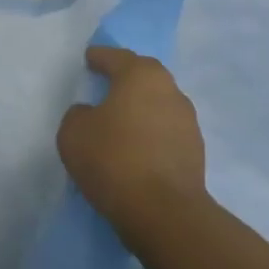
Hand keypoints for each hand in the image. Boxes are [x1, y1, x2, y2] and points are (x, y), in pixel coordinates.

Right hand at [57, 46, 208, 243]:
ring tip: (120, 119)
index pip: (117, 58)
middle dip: (126, 77)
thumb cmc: (113, 159)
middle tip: (106, 82)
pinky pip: (165, 131)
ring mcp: (188, 121)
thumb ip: (78, 115)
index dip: (100, 57)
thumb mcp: (73, 133)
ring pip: (158, 104)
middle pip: (144, 76)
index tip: (89, 58)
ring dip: (140, 107)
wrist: (162, 211)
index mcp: (141, 76)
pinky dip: (150, 133)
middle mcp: (170, 91)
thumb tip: (91, 114)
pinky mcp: (195, 151)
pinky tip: (136, 146)